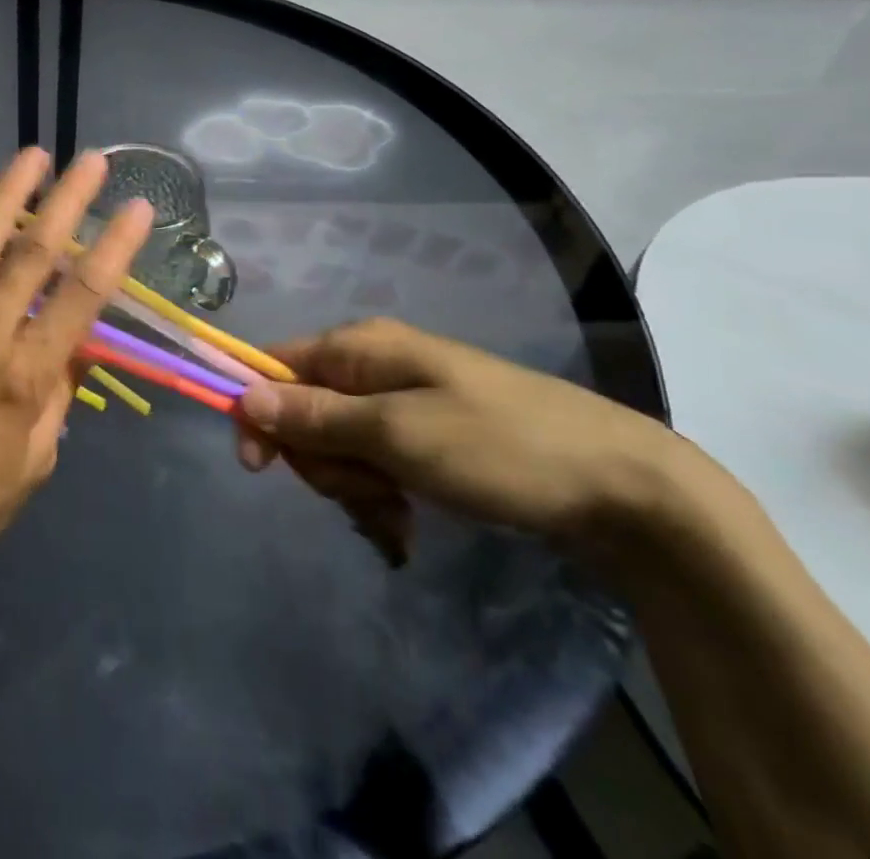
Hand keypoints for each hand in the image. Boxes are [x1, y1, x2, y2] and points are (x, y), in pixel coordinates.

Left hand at [0, 147, 153, 584]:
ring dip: (5, 197)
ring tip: (32, 156)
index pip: (82, 297)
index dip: (114, 248)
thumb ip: (56, 397)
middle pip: (33, 256)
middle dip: (66, 203)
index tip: (138, 208)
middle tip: (90, 161)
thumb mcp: (33, 464)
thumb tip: (75, 346)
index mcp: (24, 375)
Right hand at [236, 318, 692, 561]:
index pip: (275, 365)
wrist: (625, 487)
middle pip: (304, 410)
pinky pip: (375, 461)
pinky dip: (380, 494)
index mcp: (361, 347)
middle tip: (364, 494)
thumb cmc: (501, 449)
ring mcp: (404, 400)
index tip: (261, 468)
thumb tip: (244, 395)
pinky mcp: (429, 435)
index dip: (258, 411)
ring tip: (396, 516)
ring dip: (353, 486)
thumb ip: (316, 416)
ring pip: (339, 443)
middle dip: (321, 460)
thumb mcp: (399, 435)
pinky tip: (405, 523)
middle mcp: (375, 365)